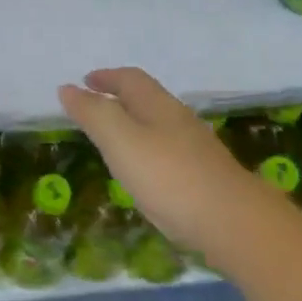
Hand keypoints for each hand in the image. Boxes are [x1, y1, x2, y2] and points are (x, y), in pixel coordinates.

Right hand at [58, 68, 254, 253]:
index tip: (84, 81)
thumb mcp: (120, 141)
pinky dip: (147, 150)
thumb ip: (93, 114)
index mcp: (158, 105)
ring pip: (158, 125)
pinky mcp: (204, 176)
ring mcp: (195, 149)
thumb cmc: (169, 176)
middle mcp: (179, 120)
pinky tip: (144, 172)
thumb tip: (67, 88)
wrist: (234, 223)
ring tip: (113, 138)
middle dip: (119, 98)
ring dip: (133, 124)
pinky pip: (168, 152)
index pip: (130, 79)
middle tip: (94, 107)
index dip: (106, 77)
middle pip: (146, 99)